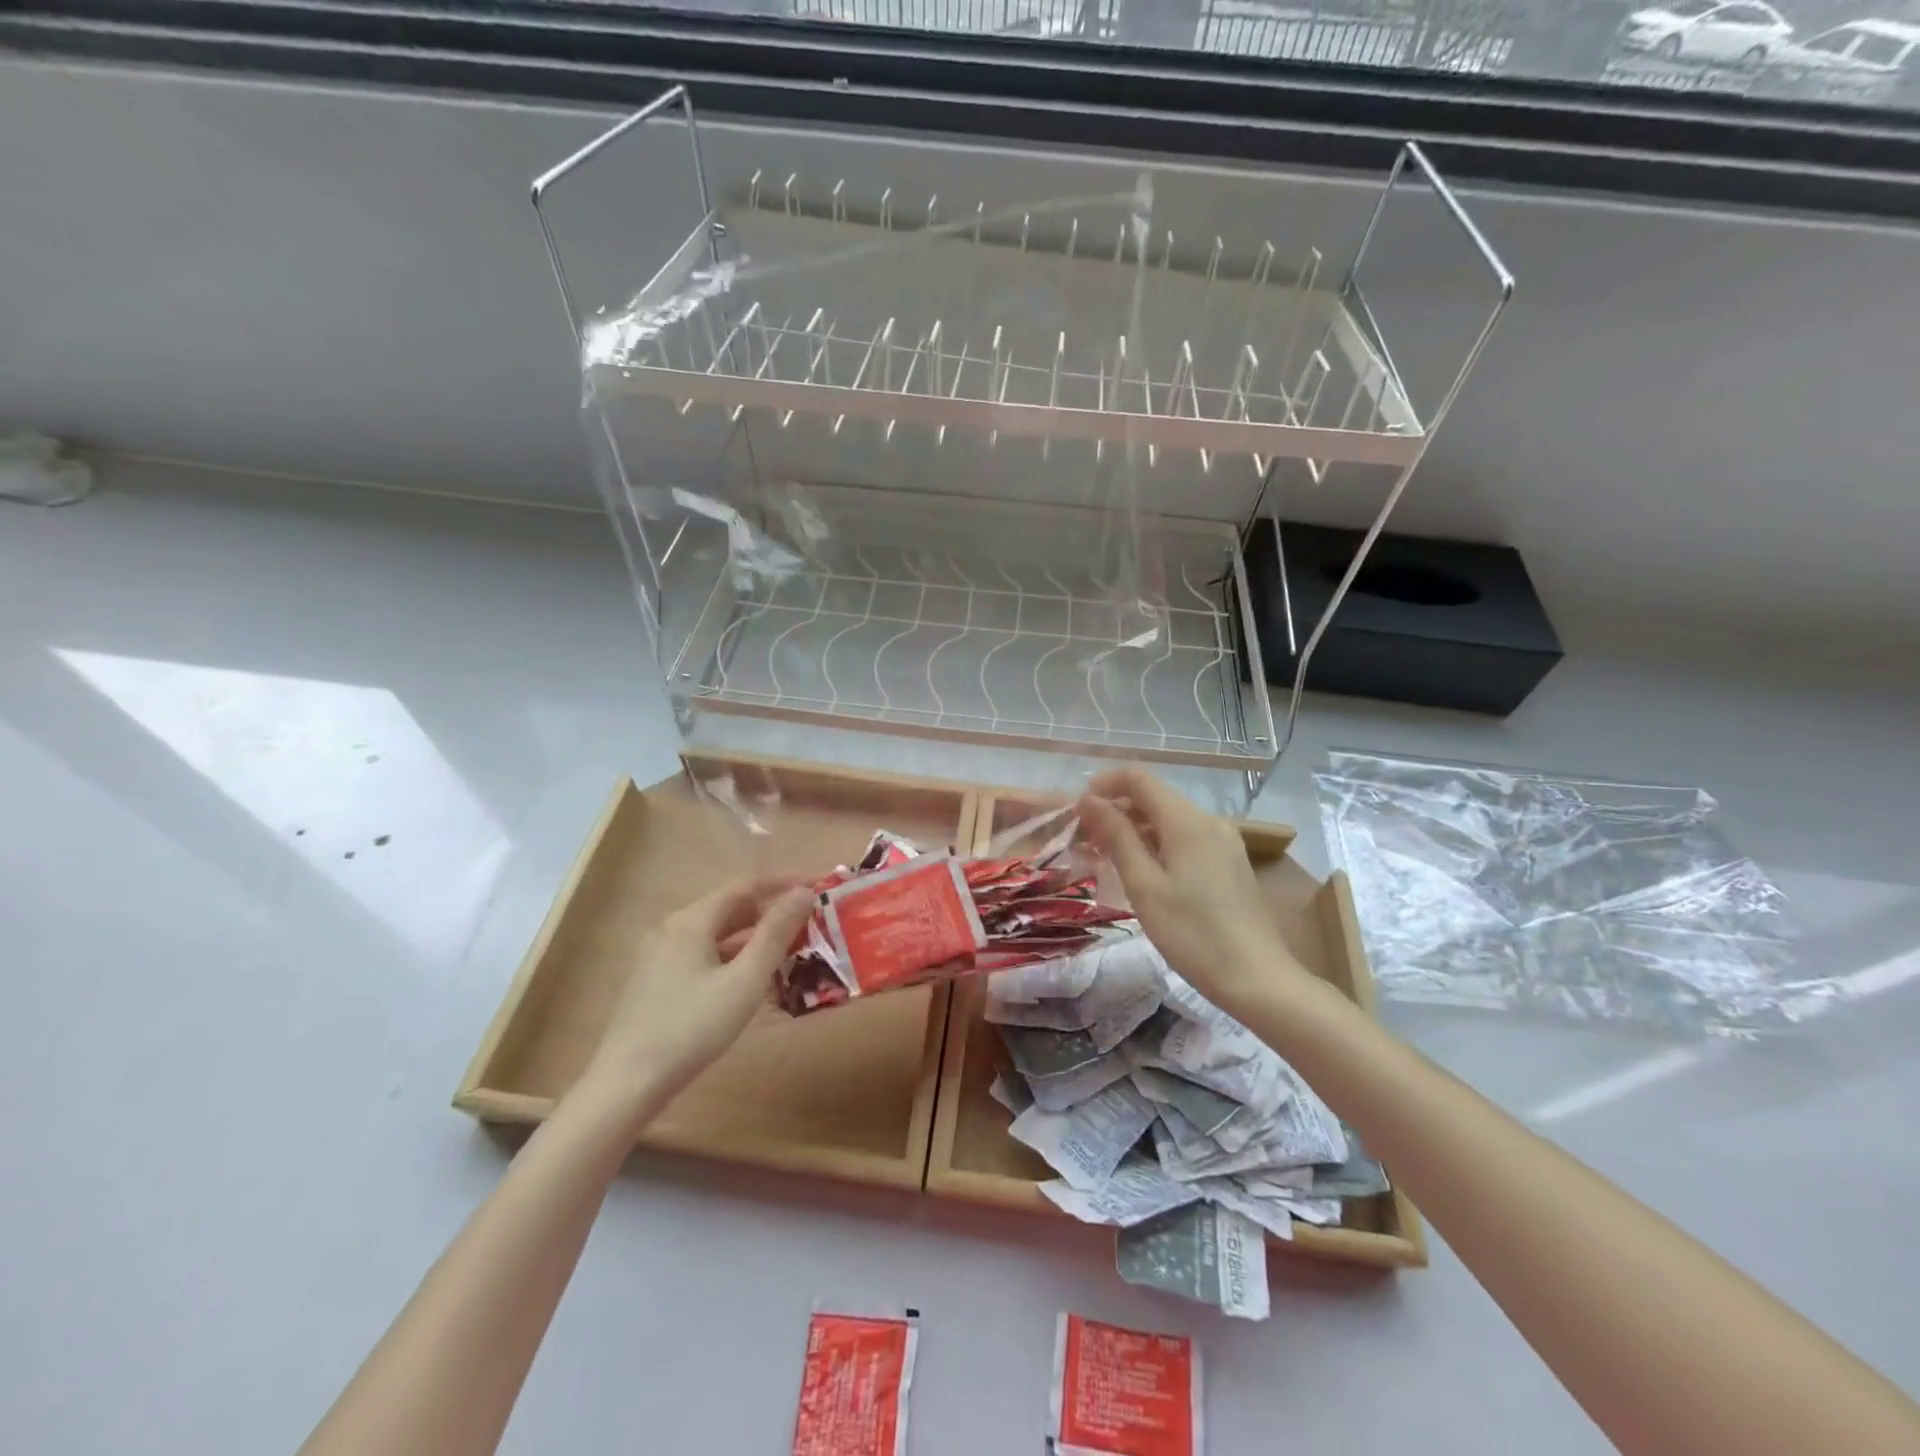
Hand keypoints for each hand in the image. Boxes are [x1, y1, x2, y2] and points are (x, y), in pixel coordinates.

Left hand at [572, 878, 814, 1126]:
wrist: (627, 1084)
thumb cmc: (693, 1027)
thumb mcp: (745, 980)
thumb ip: (775, 933)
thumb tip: (803, 893)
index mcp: (692, 920)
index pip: (746, 885)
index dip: (784, 882)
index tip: (819, 887)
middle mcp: (673, 928)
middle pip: (731, 908)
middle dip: (772, 912)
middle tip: (810, 924)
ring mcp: (660, 955)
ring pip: (717, 934)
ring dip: (754, 937)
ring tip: (791, 951)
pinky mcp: (657, 981)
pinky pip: (704, 955)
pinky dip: (733, 958)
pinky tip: (752, 980)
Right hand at [1077, 766, 1304, 1008]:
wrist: (1258, 979)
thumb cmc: (1193, 934)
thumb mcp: (1144, 886)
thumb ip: (1116, 837)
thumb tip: (1088, 800)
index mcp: (1187, 821)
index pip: (1138, 777)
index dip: (1103, 784)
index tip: (1077, 811)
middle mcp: (1209, 820)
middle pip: (1154, 797)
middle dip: (1115, 810)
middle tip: (1083, 842)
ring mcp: (1224, 841)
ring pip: (1169, 820)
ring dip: (1134, 830)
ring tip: (1105, 860)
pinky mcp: (1230, 863)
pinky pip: (1185, 839)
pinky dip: (1157, 845)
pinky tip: (1142, 874)